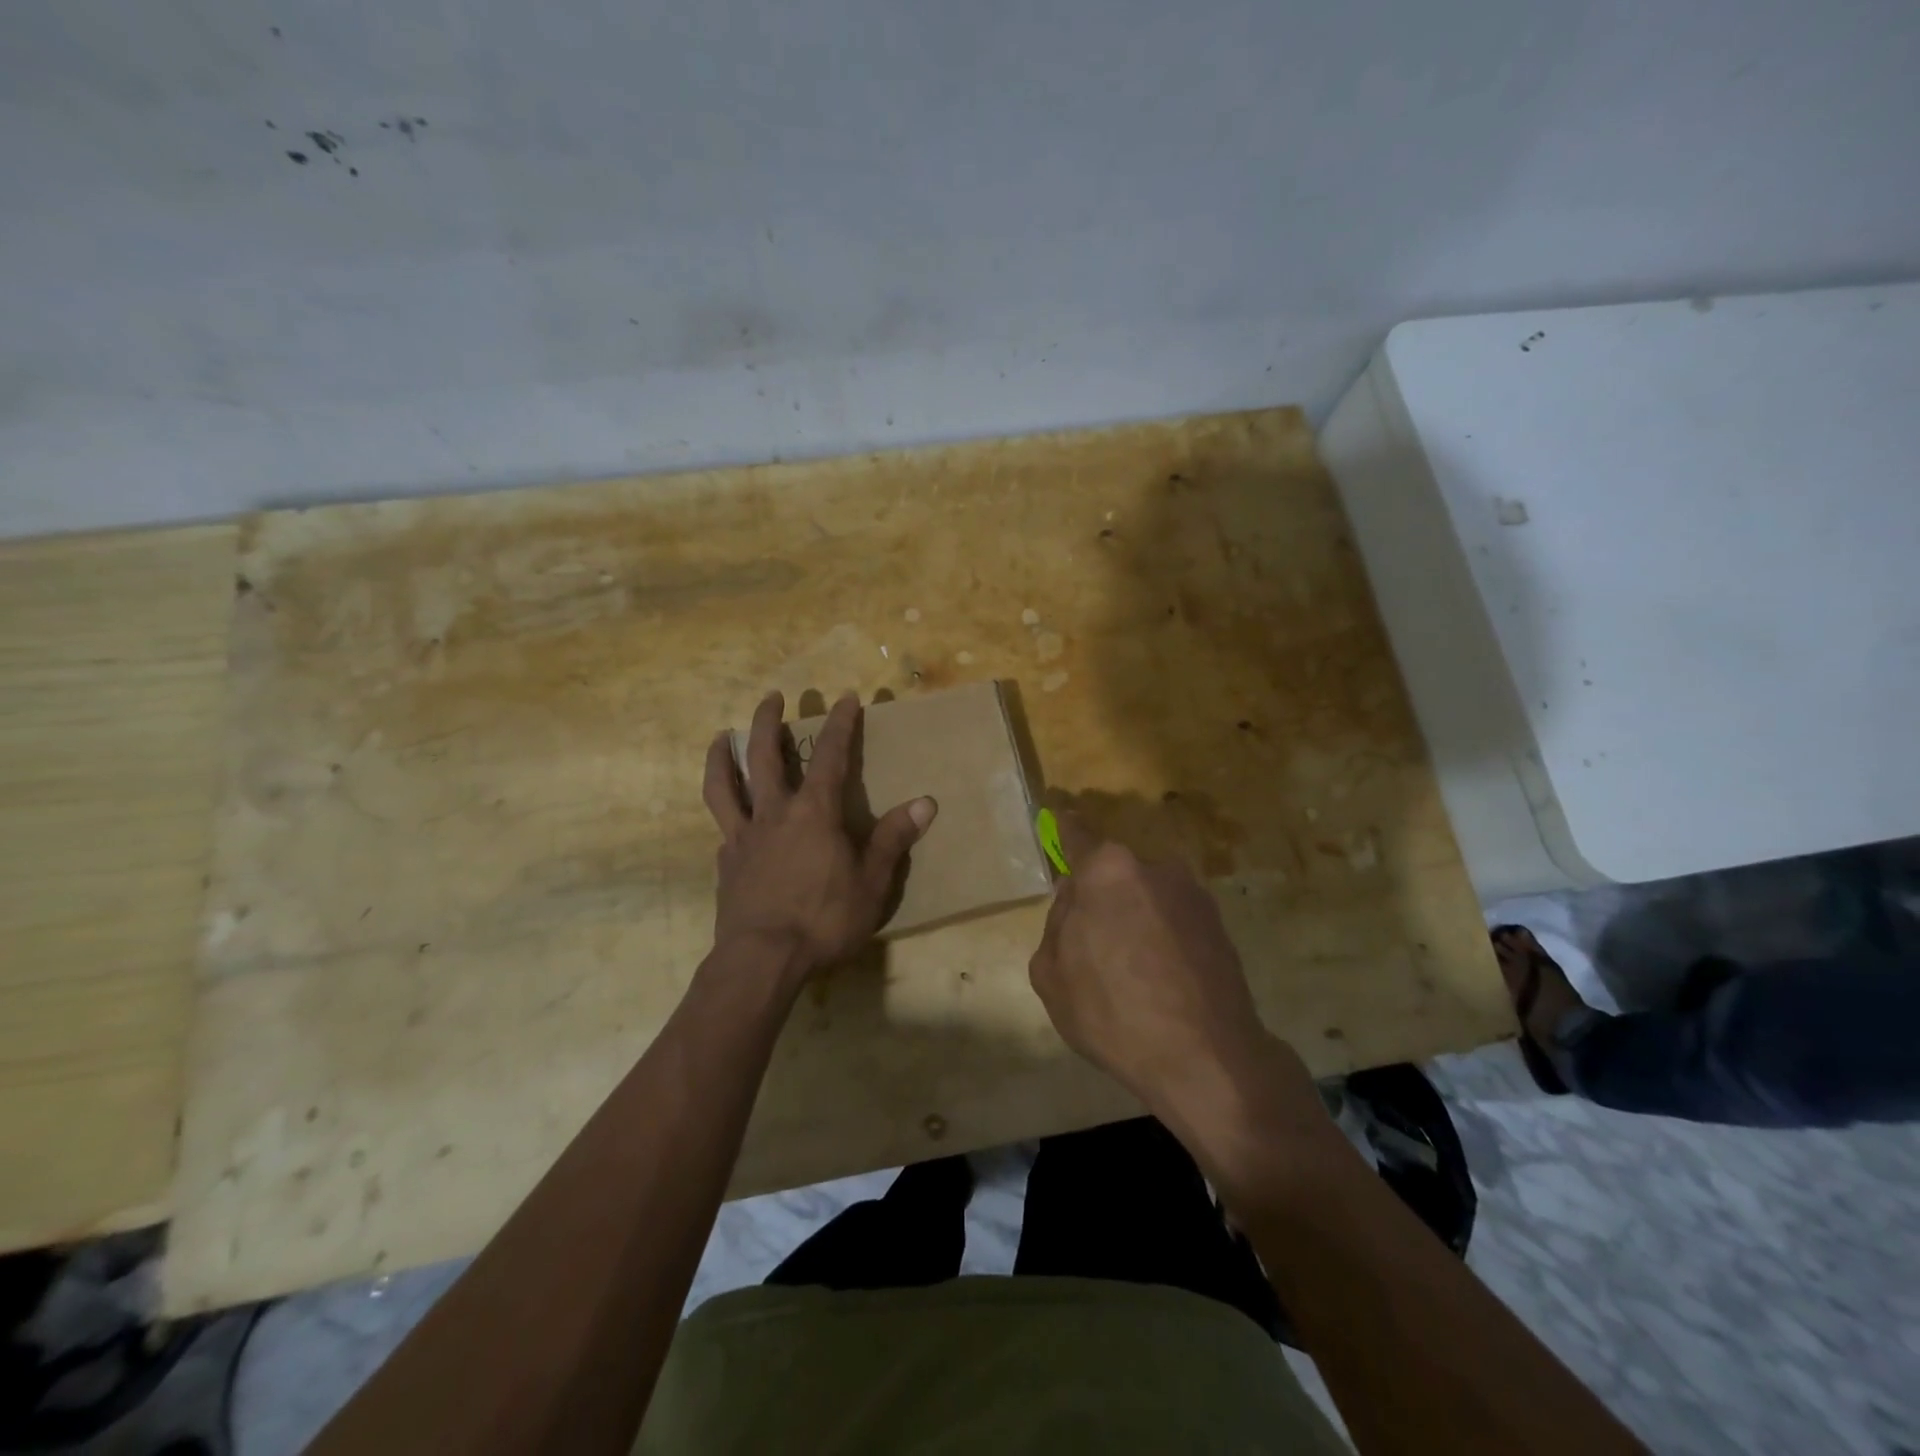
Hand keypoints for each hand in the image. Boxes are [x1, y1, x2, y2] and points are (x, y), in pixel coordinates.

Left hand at [703, 691, 935, 985]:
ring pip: (724, 786)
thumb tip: (924, 802)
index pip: (831, 756)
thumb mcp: (871, 883)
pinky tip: (728, 817)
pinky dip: (726, 813)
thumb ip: (892, 840)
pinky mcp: (726, 863)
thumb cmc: (824, 920)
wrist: (762, 961)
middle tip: (771, 697)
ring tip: (719, 737)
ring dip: (722, 756)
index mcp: (813, 813)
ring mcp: (743, 837)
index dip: (841, 725)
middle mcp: (774, 814)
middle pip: (763, 756)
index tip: (846, 698)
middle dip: (768, 722)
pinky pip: (723, 828)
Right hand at [1028, 811, 1278, 1116]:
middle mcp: (1155, 867)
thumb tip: (1074, 900)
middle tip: (1094, 940)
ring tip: (1132, 971)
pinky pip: (1175, 920)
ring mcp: (1194, 894)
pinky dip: (1163, 939)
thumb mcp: (1051, 973)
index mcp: (1107, 870)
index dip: (1064, 830)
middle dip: (1102, 894)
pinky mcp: (1221, 925)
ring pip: (1147, 896)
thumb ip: (1057, 922)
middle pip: (1115, 871)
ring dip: (1136, 918)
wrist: (1206, 1058)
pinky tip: (1161, 981)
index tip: (1060, 823)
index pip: (1078, 834)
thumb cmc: (1113, 1012)